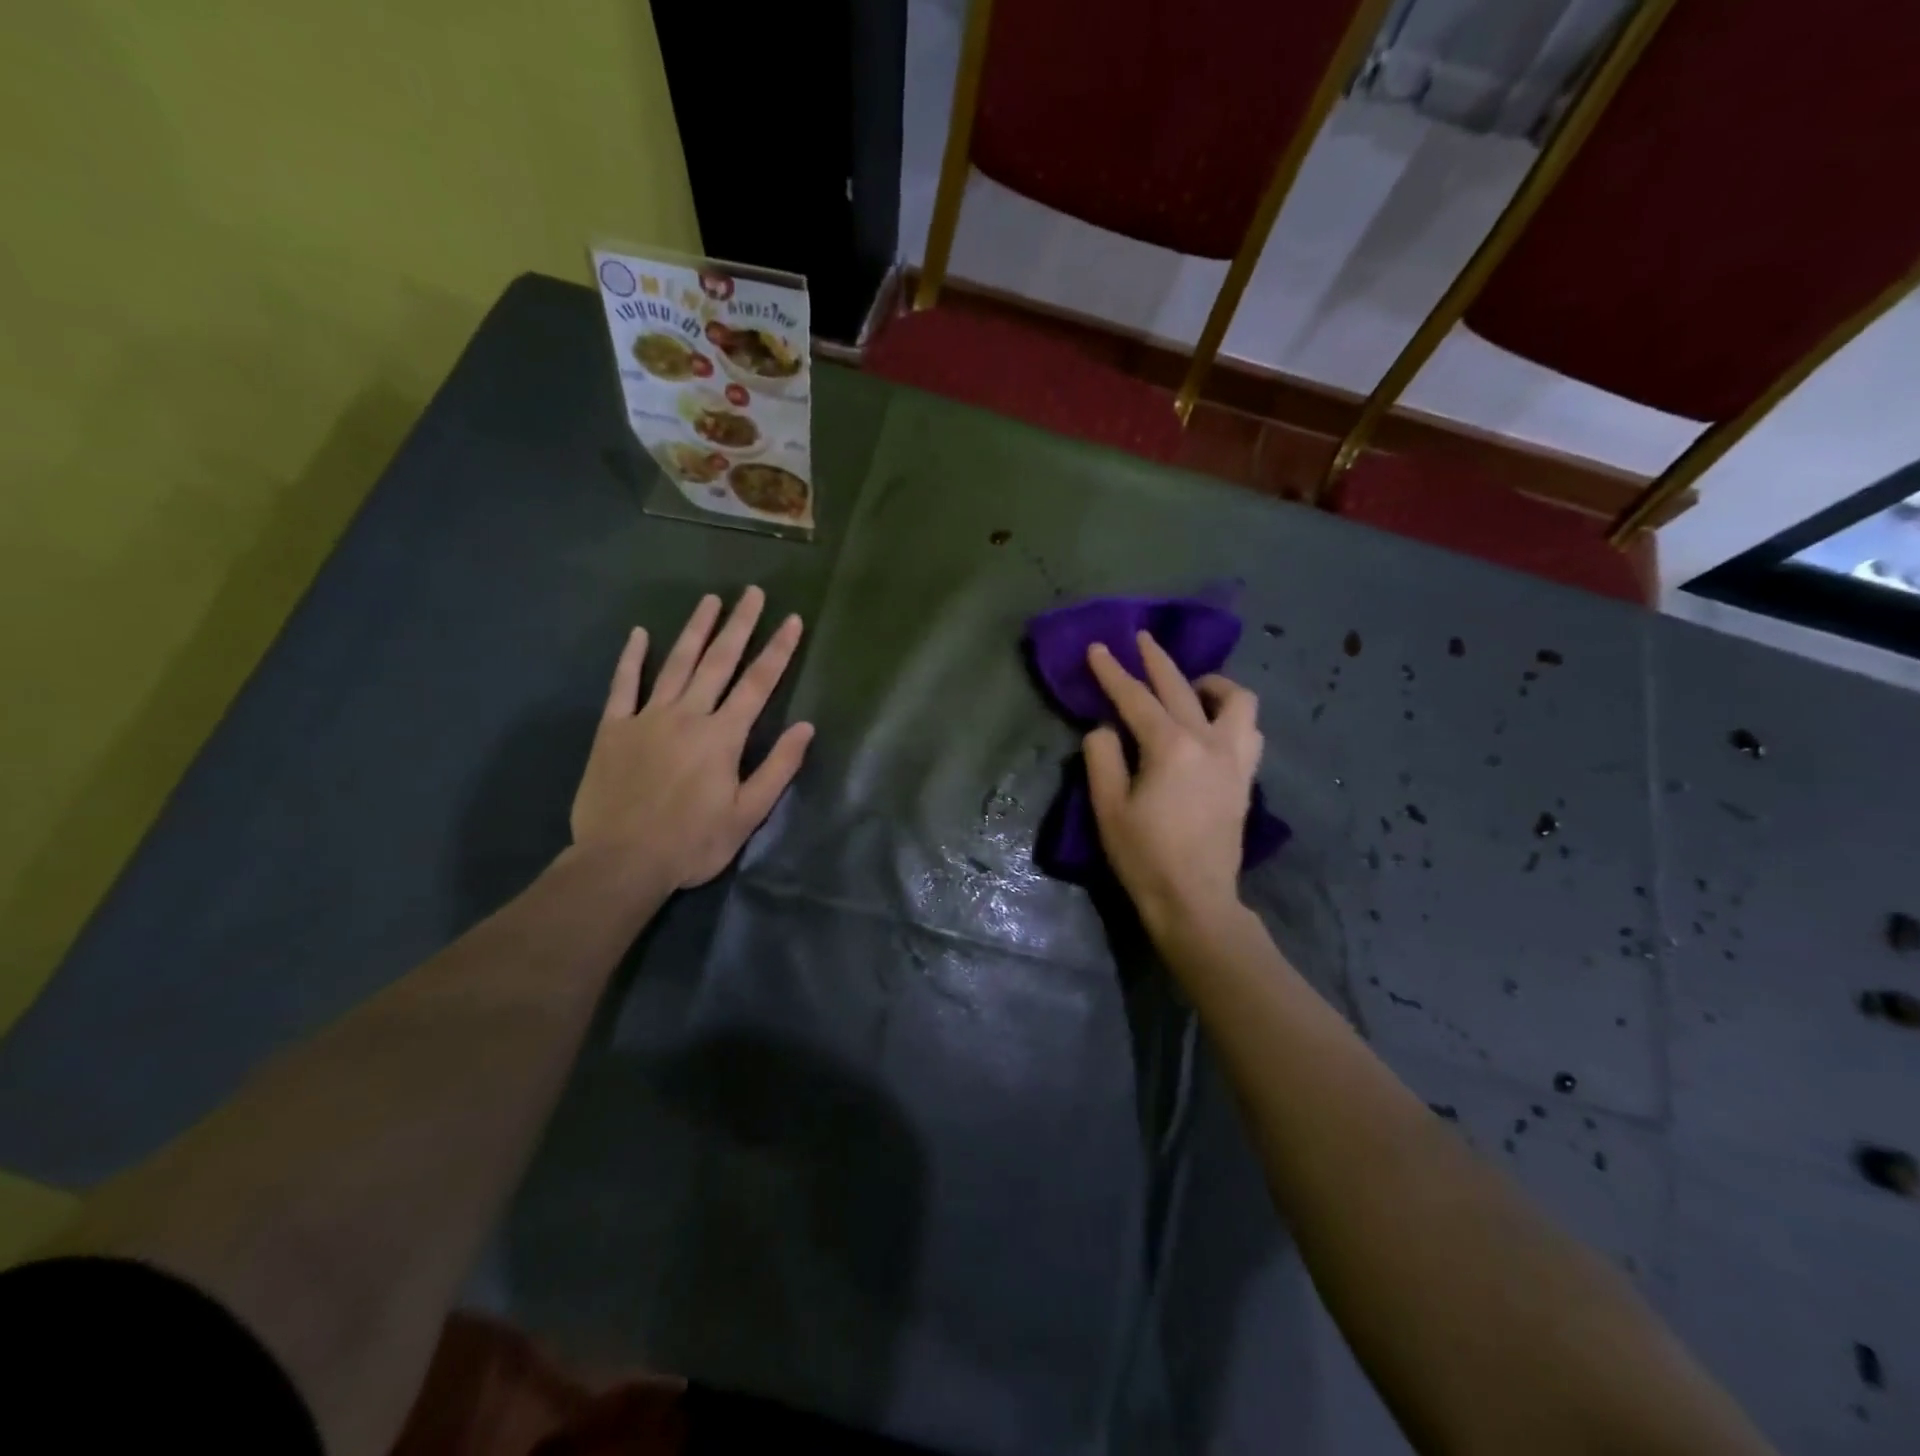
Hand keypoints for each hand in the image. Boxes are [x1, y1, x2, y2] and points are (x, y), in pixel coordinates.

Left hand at [571, 587, 814, 893]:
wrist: (621, 862)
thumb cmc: (692, 843)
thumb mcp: (747, 814)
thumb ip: (778, 768)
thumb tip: (806, 727)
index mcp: (722, 736)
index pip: (758, 684)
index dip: (778, 651)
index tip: (793, 620)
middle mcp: (687, 715)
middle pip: (718, 662)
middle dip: (739, 625)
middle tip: (752, 592)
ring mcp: (646, 718)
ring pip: (675, 664)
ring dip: (695, 630)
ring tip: (710, 600)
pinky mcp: (613, 729)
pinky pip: (623, 685)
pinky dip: (632, 658)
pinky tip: (639, 634)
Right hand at [1083, 632, 1261, 931]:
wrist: (1195, 900)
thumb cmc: (1144, 856)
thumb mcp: (1108, 807)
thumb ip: (1103, 757)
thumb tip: (1107, 730)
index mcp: (1171, 747)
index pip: (1135, 698)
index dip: (1112, 671)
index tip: (1097, 648)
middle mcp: (1209, 742)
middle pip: (1182, 687)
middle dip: (1157, 660)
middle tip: (1141, 638)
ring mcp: (1235, 759)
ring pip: (1237, 701)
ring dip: (1211, 685)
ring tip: (1190, 687)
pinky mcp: (1245, 778)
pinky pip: (1249, 730)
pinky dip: (1232, 715)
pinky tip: (1214, 725)